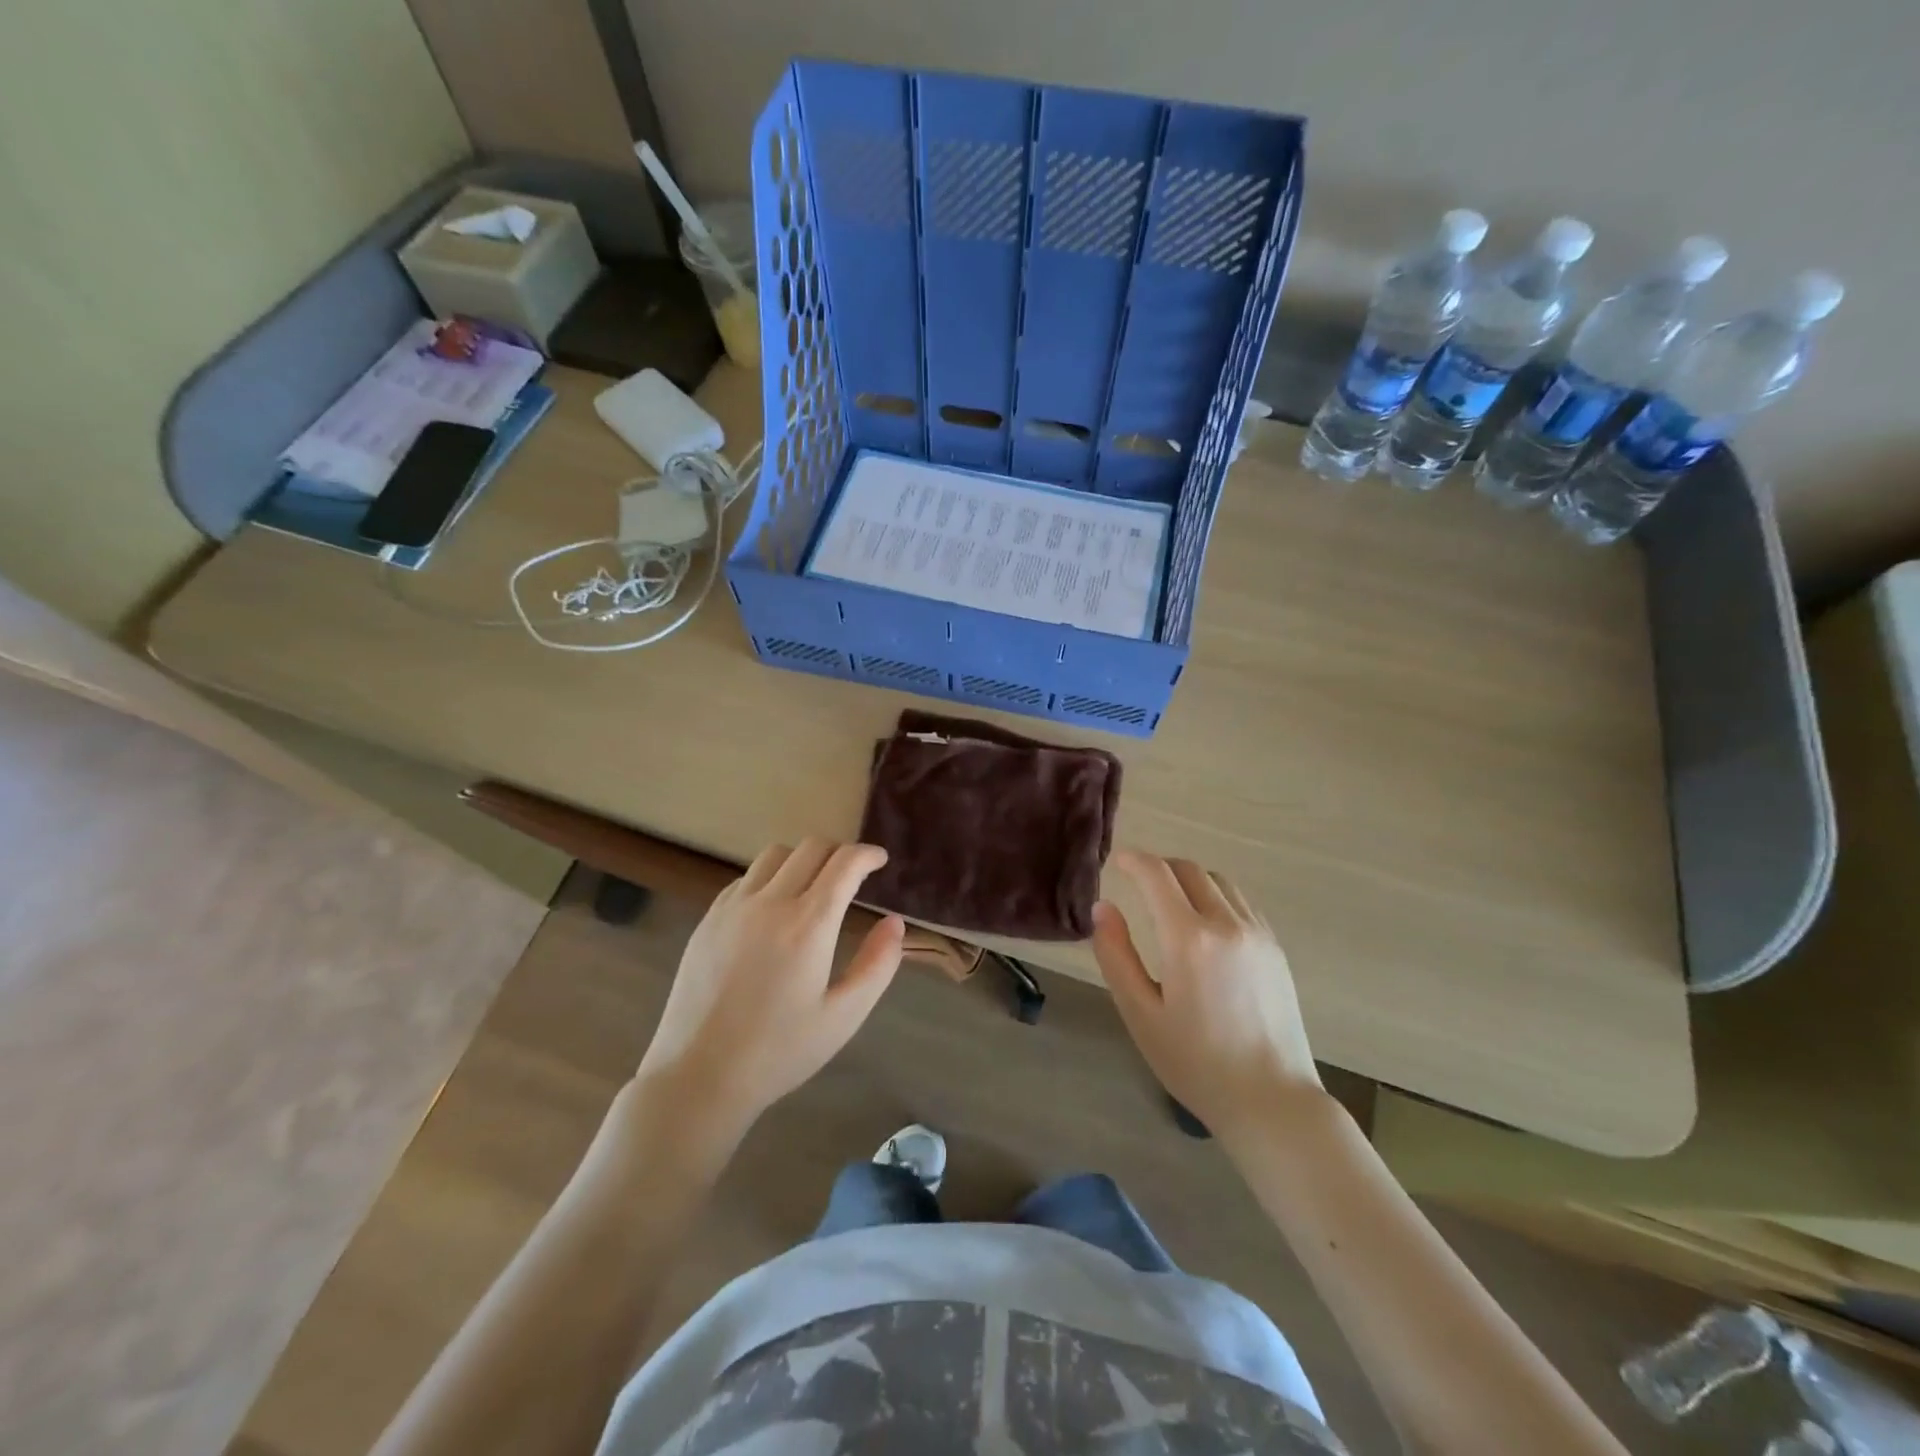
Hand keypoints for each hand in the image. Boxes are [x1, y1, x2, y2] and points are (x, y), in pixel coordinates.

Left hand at [636, 838, 903, 1137]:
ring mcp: (733, 908)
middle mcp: (770, 903)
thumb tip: (894, 923)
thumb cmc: (780, 1051)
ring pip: (775, 855)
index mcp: (809, 924)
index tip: (879, 860)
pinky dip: (769, 878)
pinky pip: (745, 878)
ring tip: (812, 886)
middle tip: (852, 875)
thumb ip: (877, 965)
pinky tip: (772, 909)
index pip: (844, 863)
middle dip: (839, 852)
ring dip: (802, 859)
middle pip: (811, 848)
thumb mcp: (843, 1016)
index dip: (867, 854)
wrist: (699, 1076)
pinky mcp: (708, 919)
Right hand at [1092, 851, 1323, 1146]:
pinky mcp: (1276, 949)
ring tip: (1170, 902)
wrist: (1271, 1101)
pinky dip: (1216, 897)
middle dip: (1159, 867)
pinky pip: (1241, 903)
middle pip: (1190, 870)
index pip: (1157, 875)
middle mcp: (1227, 924)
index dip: (1133, 861)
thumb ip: (1116, 955)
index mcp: (1188, 939)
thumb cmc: (1195, 1063)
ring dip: (1189, 880)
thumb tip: (1103, 908)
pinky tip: (1205, 925)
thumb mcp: (1140, 1014)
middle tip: (1137, 883)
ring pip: (1219, 882)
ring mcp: (1258, 935)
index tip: (1117, 861)